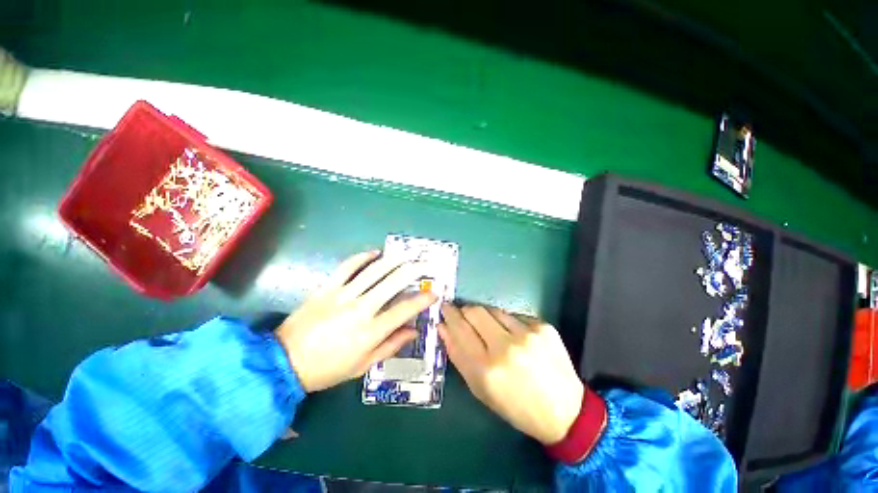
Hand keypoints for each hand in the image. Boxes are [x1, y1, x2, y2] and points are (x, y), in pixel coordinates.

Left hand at [275, 251, 435, 392]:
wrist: (284, 362)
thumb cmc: (328, 369)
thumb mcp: (363, 365)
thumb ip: (390, 345)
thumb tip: (413, 330)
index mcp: (370, 332)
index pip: (404, 310)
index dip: (422, 300)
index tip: (434, 293)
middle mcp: (361, 309)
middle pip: (392, 283)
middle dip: (412, 271)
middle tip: (424, 265)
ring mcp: (343, 296)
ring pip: (374, 272)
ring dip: (393, 261)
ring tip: (405, 255)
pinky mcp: (327, 288)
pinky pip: (348, 267)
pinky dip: (362, 258)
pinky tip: (374, 253)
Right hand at [439, 304, 583, 444]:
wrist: (565, 411)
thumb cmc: (515, 405)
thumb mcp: (480, 388)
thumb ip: (458, 355)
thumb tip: (444, 327)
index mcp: (486, 370)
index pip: (460, 329)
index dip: (450, 315)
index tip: (445, 307)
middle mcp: (505, 348)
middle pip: (475, 311)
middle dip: (465, 310)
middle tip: (464, 315)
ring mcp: (527, 334)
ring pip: (494, 310)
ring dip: (487, 317)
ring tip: (493, 331)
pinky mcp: (543, 327)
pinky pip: (515, 315)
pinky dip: (509, 323)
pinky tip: (516, 338)